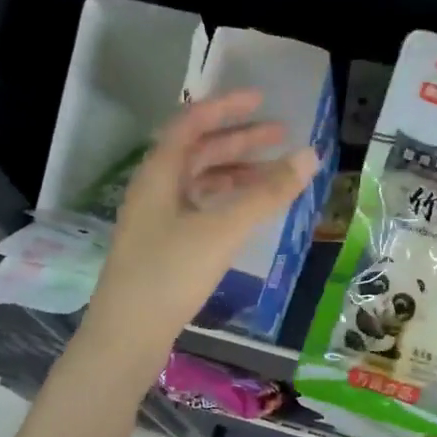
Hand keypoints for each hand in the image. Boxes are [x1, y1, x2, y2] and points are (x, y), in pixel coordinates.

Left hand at [83, 90, 318, 360]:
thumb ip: (267, 193)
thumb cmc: (170, 274)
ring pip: (200, 181)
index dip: (226, 107)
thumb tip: (310, 155)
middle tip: (281, 135)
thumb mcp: (223, 229)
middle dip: (240, 140)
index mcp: (159, 173)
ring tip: (275, 174)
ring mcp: (157, 219)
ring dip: (236, 172)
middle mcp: (155, 189)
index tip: (262, 101)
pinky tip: (249, 211)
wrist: (126, 336)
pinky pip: (200, 207)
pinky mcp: (164, 245)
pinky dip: (227, 200)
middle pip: (199, 151)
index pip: (192, 122)